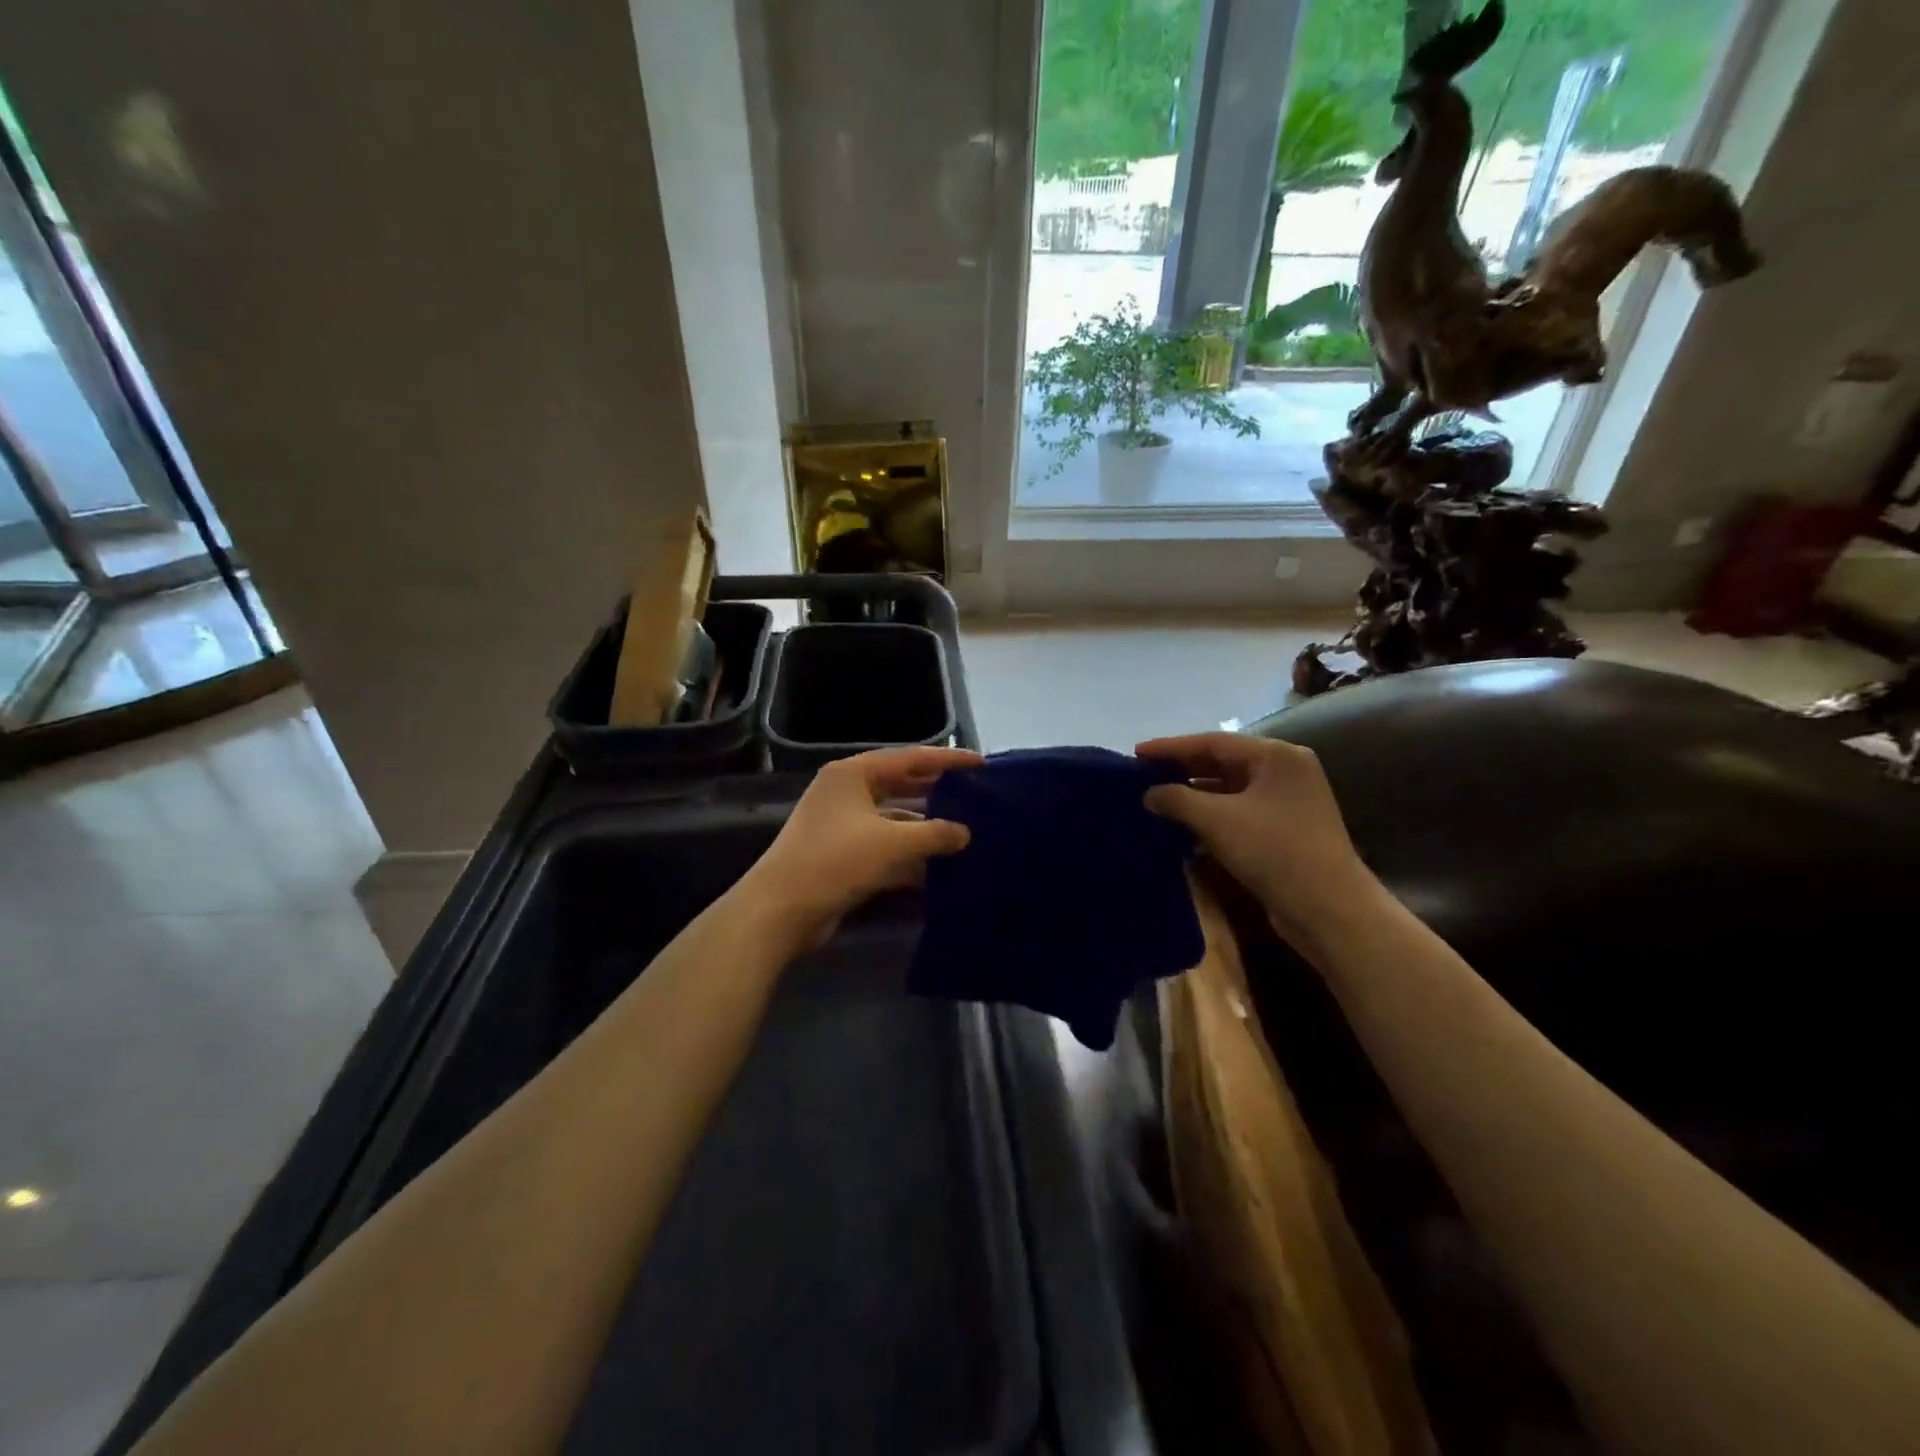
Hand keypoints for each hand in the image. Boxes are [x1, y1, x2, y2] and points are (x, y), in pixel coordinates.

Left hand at [737, 746, 983, 949]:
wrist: (781, 910)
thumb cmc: (836, 860)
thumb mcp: (892, 843)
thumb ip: (934, 834)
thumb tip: (965, 833)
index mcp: (853, 774)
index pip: (910, 758)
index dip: (947, 760)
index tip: (981, 764)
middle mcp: (846, 793)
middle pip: (901, 786)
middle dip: (936, 793)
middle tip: (974, 796)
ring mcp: (842, 825)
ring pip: (893, 820)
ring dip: (924, 829)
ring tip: (965, 834)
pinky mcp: (842, 856)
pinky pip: (884, 847)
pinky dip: (908, 856)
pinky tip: (938, 869)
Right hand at [1136, 732, 1375, 945]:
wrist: (1328, 909)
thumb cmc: (1273, 850)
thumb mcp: (1217, 820)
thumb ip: (1177, 799)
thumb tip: (1149, 793)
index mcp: (1276, 756)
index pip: (1213, 742)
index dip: (1171, 747)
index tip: (1136, 753)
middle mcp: (1285, 771)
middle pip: (1223, 762)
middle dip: (1182, 770)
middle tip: (1143, 775)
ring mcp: (1287, 802)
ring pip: (1229, 789)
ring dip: (1194, 795)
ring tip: (1157, 800)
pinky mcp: (1284, 830)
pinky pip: (1238, 812)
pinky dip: (1211, 816)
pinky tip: (1182, 827)